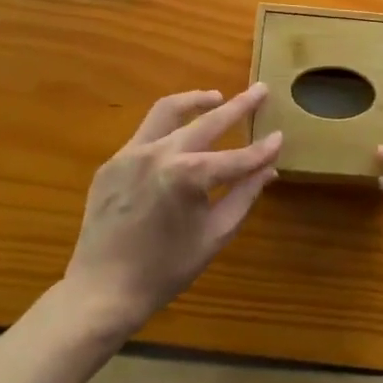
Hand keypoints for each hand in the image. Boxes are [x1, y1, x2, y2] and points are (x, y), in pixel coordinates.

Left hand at [61, 85, 281, 338]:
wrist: (102, 291)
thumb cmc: (165, 269)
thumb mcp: (215, 235)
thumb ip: (244, 196)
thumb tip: (269, 169)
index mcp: (188, 176)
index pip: (237, 157)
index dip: (262, 149)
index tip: (280, 136)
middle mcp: (160, 154)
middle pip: (207, 121)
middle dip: (238, 105)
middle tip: (260, 91)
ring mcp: (131, 154)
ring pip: (167, 111)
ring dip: (196, 101)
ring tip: (217, 98)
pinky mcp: (112, 163)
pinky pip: (145, 134)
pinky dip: (168, 129)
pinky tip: (180, 138)